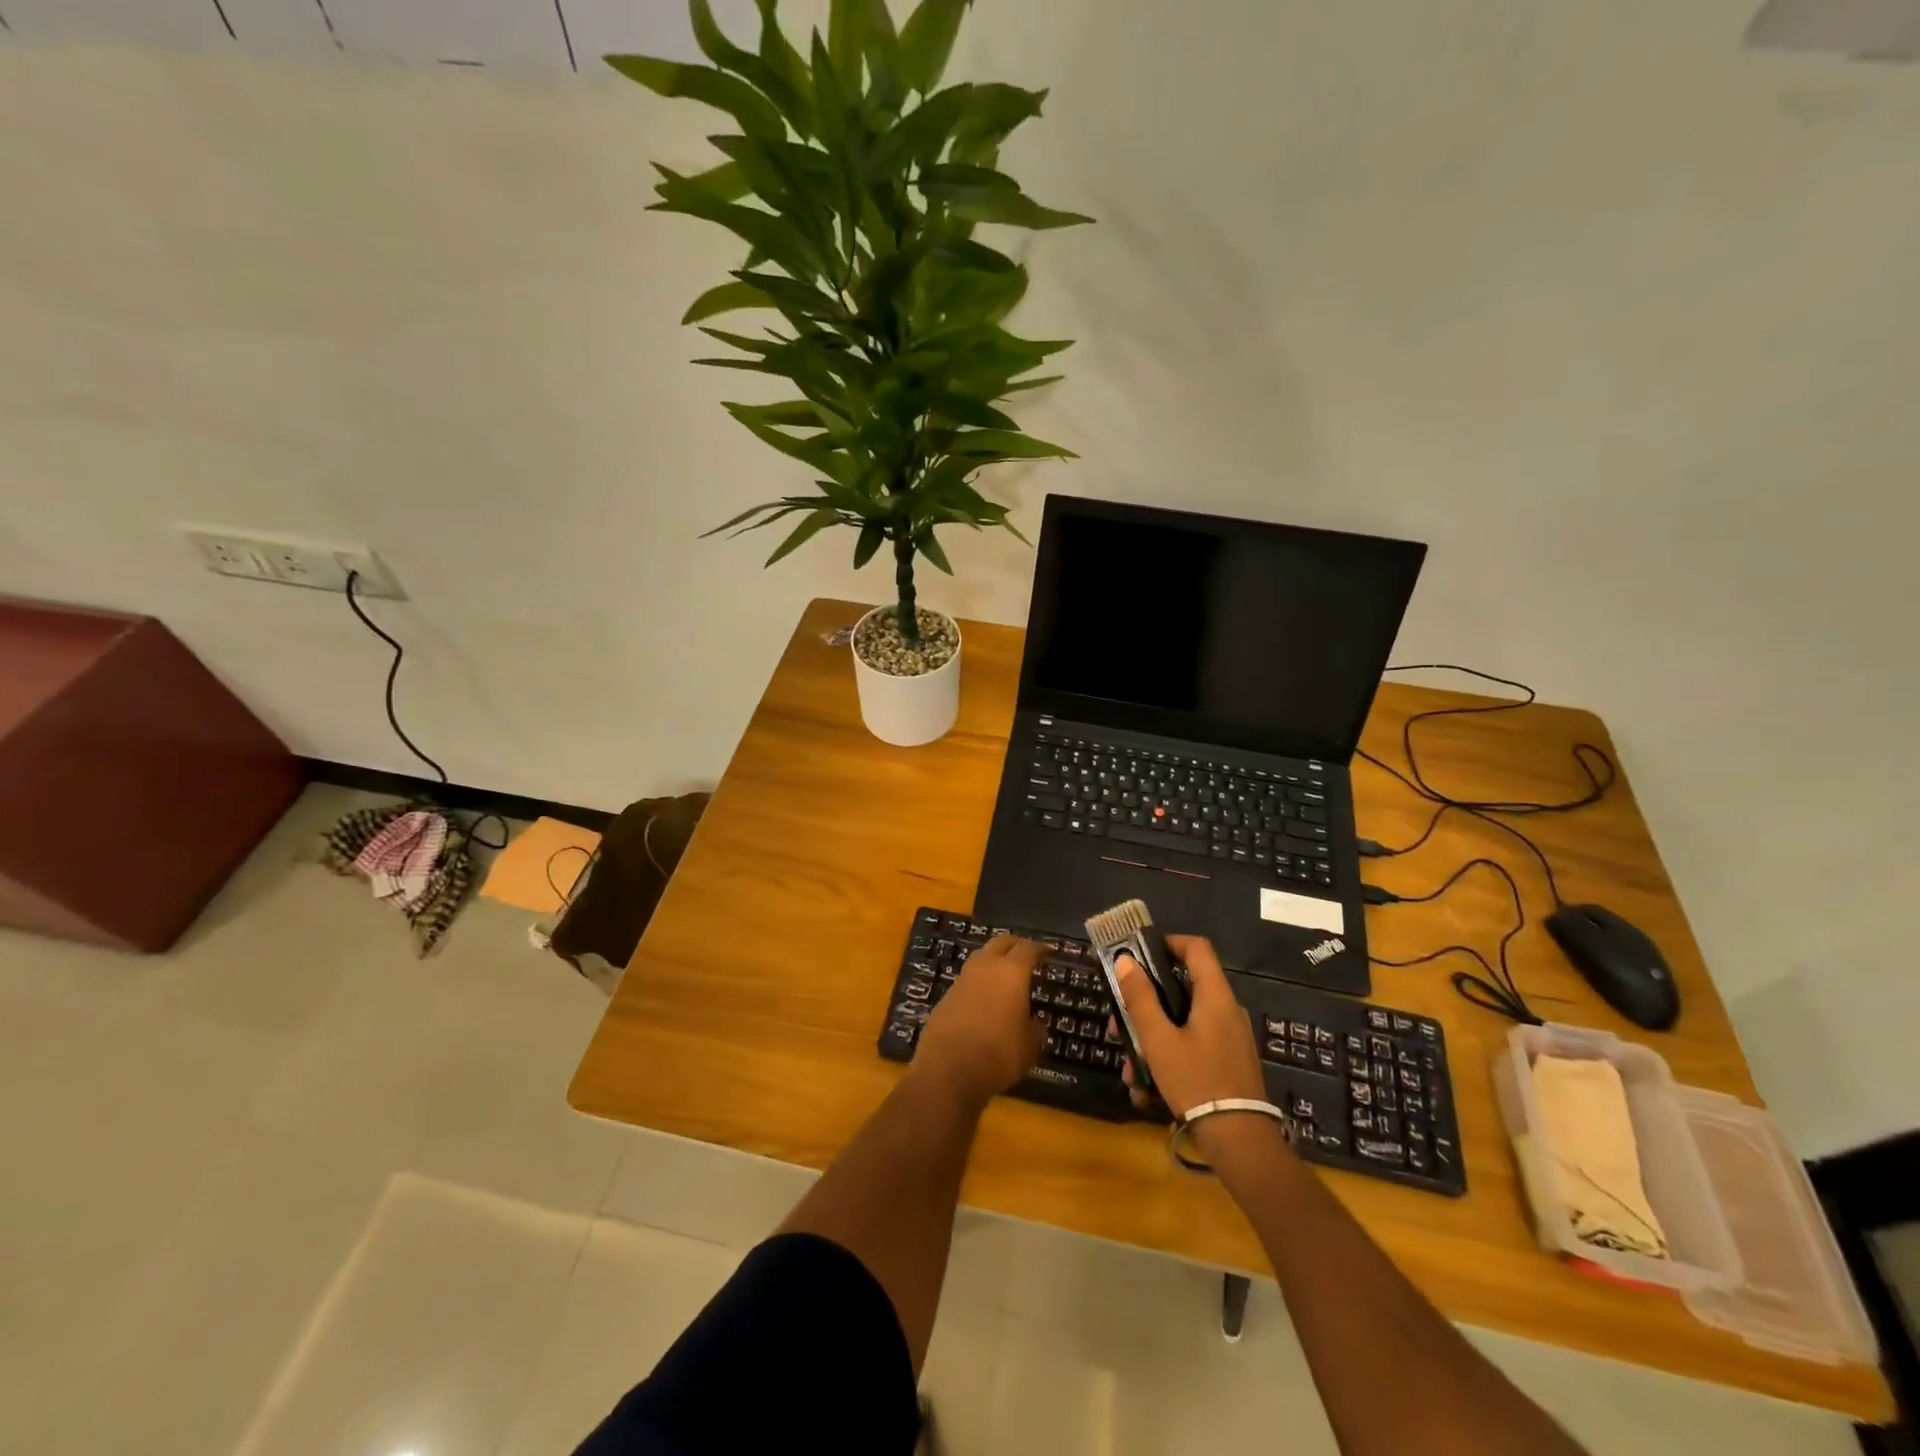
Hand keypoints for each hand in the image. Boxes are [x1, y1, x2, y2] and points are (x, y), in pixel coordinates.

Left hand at [911, 934, 1045, 1106]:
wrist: (947, 1069)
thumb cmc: (998, 1054)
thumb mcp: (1029, 1047)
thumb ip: (1035, 1030)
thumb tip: (1035, 1023)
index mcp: (1011, 972)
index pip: (1028, 949)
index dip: (1040, 949)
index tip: (1048, 952)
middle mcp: (985, 967)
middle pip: (1001, 942)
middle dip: (1015, 945)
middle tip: (1027, 954)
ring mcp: (962, 979)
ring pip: (981, 957)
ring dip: (994, 960)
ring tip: (1005, 975)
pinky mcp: (946, 995)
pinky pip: (968, 979)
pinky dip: (979, 982)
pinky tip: (985, 998)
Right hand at [1113, 934, 1265, 1119]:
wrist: (1239, 1142)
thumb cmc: (1196, 1081)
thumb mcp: (1158, 1039)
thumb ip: (1140, 998)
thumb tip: (1126, 960)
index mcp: (1215, 996)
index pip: (1196, 948)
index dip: (1167, 943)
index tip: (1138, 955)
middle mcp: (1226, 1010)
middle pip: (1183, 987)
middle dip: (1146, 1002)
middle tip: (1119, 1020)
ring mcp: (1229, 1038)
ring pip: (1183, 1021)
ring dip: (1151, 1037)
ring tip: (1128, 1066)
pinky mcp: (1227, 1063)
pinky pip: (1193, 1045)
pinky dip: (1168, 1056)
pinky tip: (1146, 1089)